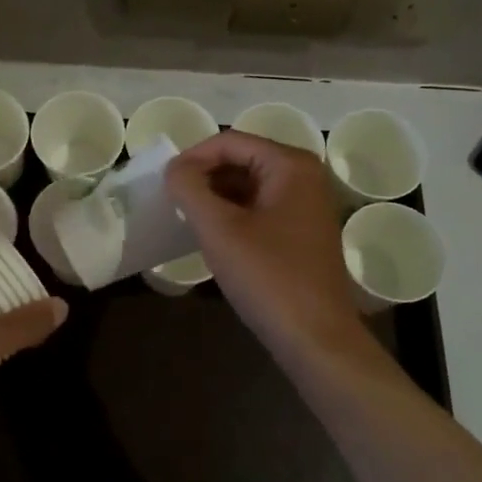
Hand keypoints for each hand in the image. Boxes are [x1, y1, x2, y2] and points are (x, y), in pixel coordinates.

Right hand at [165, 131, 377, 359]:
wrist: (315, 340)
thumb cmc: (268, 277)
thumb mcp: (218, 229)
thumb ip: (189, 188)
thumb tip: (174, 168)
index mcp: (291, 165)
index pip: (230, 142)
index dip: (192, 158)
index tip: (165, 183)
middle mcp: (305, 176)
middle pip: (241, 159)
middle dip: (204, 176)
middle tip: (172, 200)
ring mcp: (307, 205)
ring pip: (249, 185)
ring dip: (215, 196)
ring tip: (186, 217)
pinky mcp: (302, 231)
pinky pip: (259, 207)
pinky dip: (233, 214)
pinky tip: (212, 235)